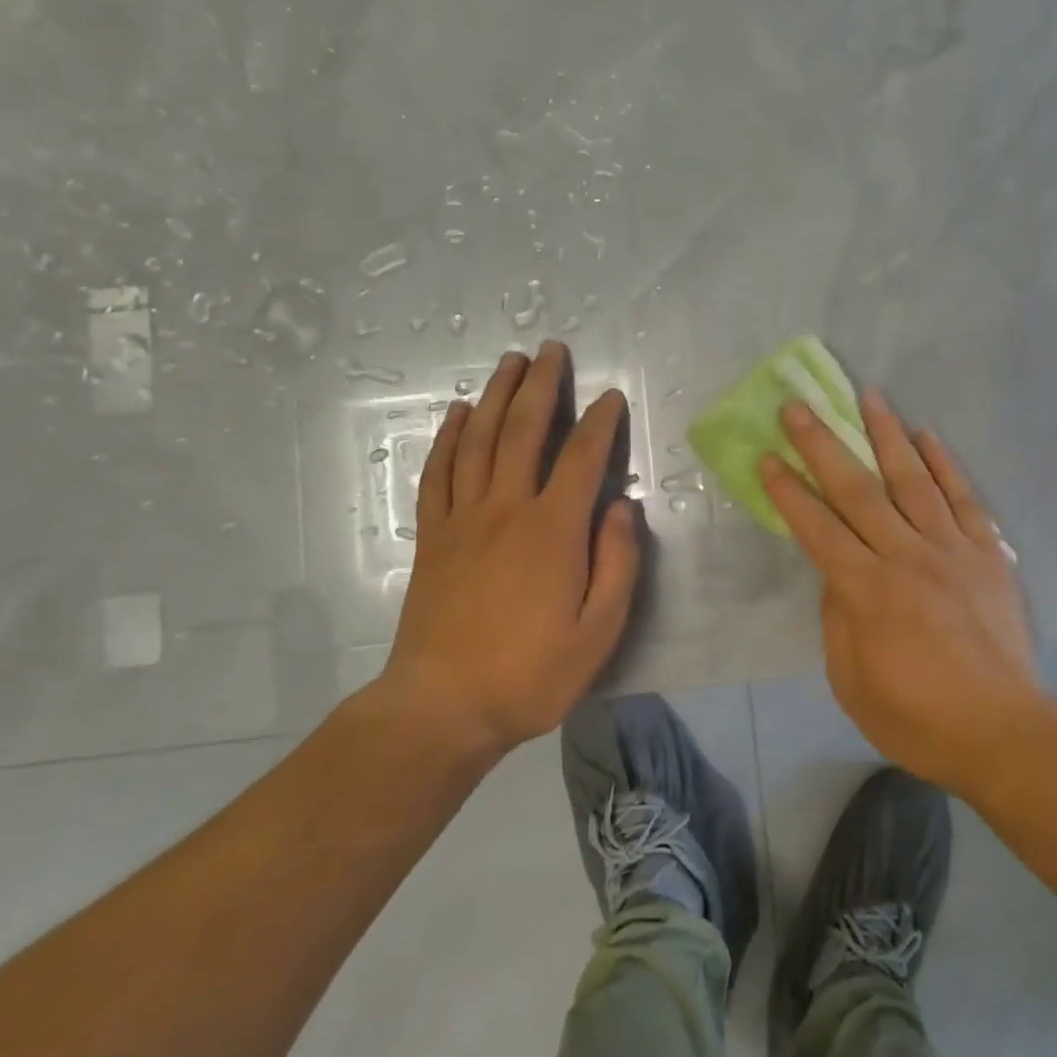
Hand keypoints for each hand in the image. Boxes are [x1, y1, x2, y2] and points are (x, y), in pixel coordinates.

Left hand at [380, 341, 642, 759]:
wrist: (441, 708)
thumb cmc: (530, 673)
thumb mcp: (599, 632)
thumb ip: (618, 563)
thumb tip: (623, 506)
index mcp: (553, 530)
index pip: (582, 457)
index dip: (600, 421)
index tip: (610, 396)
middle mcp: (506, 509)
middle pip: (522, 431)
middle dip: (540, 385)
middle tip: (551, 349)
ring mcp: (463, 519)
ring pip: (478, 440)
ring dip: (494, 396)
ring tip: (509, 363)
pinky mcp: (433, 537)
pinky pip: (438, 473)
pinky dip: (447, 438)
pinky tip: (456, 414)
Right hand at [760, 390, 1039, 793]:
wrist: (1003, 732)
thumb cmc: (918, 718)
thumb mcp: (852, 682)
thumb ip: (837, 620)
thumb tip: (837, 574)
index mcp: (867, 591)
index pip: (817, 528)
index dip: (789, 491)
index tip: (768, 456)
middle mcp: (906, 556)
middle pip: (858, 490)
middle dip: (823, 445)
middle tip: (800, 407)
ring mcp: (951, 549)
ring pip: (912, 479)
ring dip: (886, 434)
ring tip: (867, 395)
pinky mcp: (987, 553)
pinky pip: (963, 498)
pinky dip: (945, 464)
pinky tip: (927, 436)